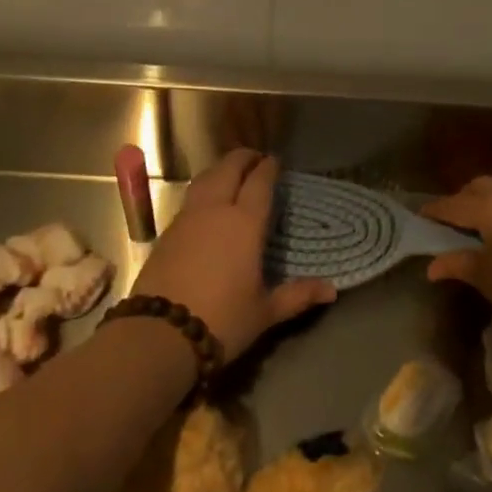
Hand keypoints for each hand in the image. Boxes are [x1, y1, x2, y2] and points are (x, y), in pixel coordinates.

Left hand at [132, 150, 335, 357]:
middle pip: (228, 170)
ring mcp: (186, 219)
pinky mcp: (166, 233)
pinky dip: (203, 191)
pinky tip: (207, 205)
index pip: (259, 183)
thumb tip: (332, 290)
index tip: (275, 161)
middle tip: (255, 158)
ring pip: (204, 180)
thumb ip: (297, 296)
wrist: (160, 334)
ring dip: (220, 170)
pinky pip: (189, 199)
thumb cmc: (222, 320)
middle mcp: (215, 211)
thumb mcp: (265, 312)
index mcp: (244, 224)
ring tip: (231, 173)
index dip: (268, 168)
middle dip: (243, 159)